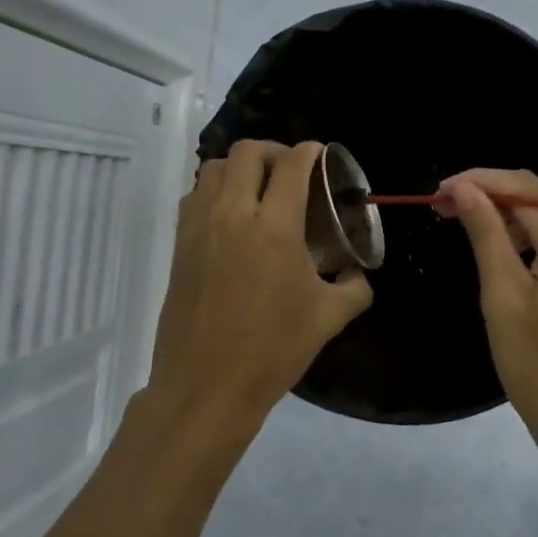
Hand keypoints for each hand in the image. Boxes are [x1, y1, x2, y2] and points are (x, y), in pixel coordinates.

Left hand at [146, 140, 373, 441]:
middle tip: (292, 170)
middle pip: (248, 153)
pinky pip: (196, 195)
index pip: (292, 166)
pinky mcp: (180, 245)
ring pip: (215, 168)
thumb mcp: (328, 319)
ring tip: (261, 189)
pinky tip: (234, 217)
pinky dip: (217, 189)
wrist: (207, 386)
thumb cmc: (272, 351)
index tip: (321, 156)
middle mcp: (233, 215)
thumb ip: (354, 288)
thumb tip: (358, 274)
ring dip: (241, 167)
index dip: (310, 152)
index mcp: (274, 228)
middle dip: (274, 151)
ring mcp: (200, 227)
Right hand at [438, 168, 537, 474]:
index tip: (438, 194)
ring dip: (513, 221)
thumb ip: (486, 234)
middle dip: (493, 199)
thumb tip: (464, 188)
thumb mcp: (503, 298)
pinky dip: (537, 244)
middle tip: (445, 212)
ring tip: (469, 232)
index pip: (524, 188)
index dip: (478, 182)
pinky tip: (509, 258)